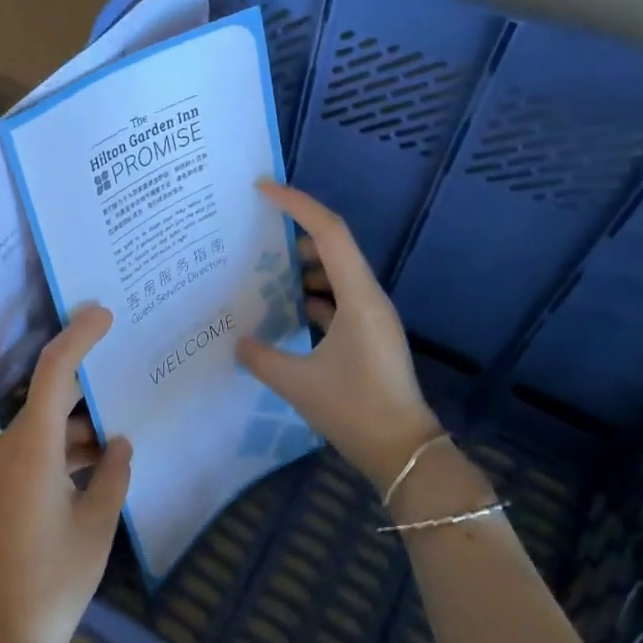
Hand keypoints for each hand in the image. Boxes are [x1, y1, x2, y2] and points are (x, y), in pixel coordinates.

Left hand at [0, 304, 132, 642]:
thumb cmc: (52, 582)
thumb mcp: (96, 527)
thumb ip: (112, 476)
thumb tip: (119, 445)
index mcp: (32, 449)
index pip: (53, 372)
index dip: (77, 337)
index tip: (103, 314)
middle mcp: (6, 449)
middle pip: (46, 398)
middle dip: (84, 385)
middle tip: (123, 373)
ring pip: (39, 428)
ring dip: (74, 427)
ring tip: (118, 434)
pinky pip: (29, 452)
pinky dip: (59, 450)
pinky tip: (92, 467)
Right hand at [237, 181, 443, 491]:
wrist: (404, 452)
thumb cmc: (354, 409)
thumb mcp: (297, 383)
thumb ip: (262, 357)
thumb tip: (238, 342)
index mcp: (358, 297)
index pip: (329, 232)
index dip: (297, 204)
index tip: (263, 189)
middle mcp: (369, 298)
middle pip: (333, 247)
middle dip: (295, 235)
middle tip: (256, 234)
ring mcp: (371, 317)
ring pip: (335, 275)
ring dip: (303, 269)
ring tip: (264, 273)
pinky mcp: (369, 337)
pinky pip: (338, 300)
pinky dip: (312, 297)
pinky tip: (285, 311)